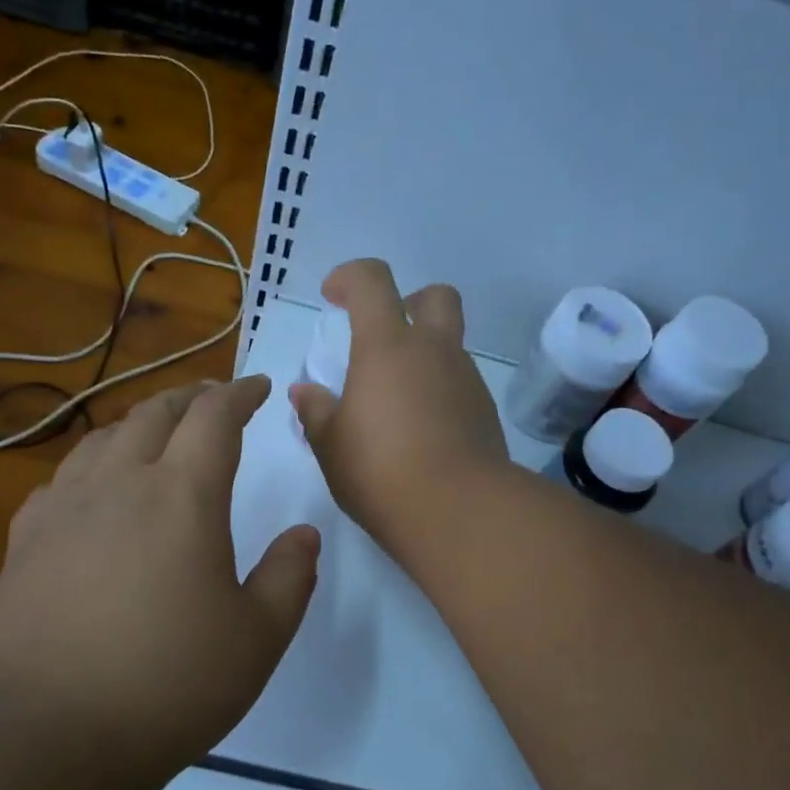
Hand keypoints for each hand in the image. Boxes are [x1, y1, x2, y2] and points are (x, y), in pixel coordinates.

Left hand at [0, 376, 318, 789]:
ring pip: (103, 439)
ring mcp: (63, 510)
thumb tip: (303, 535)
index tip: (259, 388)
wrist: (45, 736)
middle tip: (214, 399)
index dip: (240, 394)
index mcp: (183, 496)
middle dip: (191, 398)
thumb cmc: (168, 685)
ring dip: (139, 424)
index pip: (214, 417)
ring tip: (158, 433)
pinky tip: (92, 489)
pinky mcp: (24, 543)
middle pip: (155, 414)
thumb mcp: (258, 637)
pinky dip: (90, 466)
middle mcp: (120, 484)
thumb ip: (290, 576)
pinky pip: (61, 481)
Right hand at [290, 259, 508, 549]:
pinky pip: (459, 384)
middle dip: (409, 302)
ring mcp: (466, 380)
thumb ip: (315, 411)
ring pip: (449, 346)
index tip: (332, 296)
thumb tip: (304, 391)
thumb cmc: (380, 470)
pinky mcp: (485, 412)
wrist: (459, 511)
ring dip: (424, 357)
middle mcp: (434, 351)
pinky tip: (421, 431)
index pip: (372, 281)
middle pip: (435, 297)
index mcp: (388, 346)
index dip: (349, 277)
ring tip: (395, 403)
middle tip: (384, 335)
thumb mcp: (330, 444)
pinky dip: (439, 392)